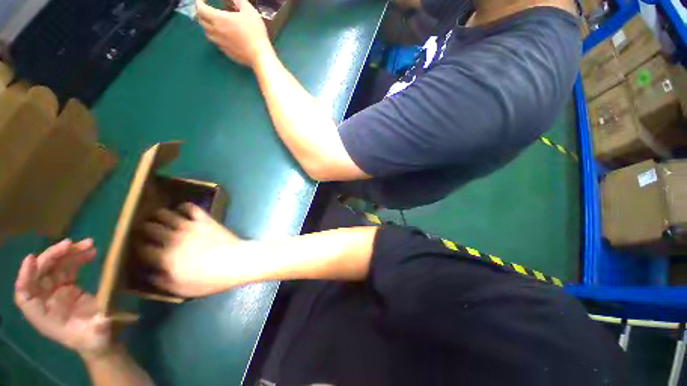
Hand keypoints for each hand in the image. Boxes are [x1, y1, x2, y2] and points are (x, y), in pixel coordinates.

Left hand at [14, 239, 120, 358]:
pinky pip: (67, 268)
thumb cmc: (95, 341)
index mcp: (44, 317)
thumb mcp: (98, 336)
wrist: (100, 339)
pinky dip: (77, 258)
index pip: (24, 295)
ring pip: (54, 268)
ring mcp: (55, 294)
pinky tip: (90, 252)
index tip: (32, 259)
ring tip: (89, 244)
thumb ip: (99, 328)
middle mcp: (45, 302)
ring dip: (68, 254)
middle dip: (52, 257)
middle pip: (39, 275)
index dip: (25, 277)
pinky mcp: (67, 288)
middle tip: (71, 244)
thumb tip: (104, 319)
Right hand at [139, 203, 242, 296]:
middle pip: (148, 228)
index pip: (141, 249)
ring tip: (158, 219)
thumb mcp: (183, 290)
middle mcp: (173, 239)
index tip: (140, 250)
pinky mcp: (205, 219)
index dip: (137, 249)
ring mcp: (189, 226)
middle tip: (146, 233)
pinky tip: (180, 211)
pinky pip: (190, 207)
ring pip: (164, 214)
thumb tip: (148, 273)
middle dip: (143, 230)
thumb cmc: (211, 279)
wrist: (237, 262)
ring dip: (158, 216)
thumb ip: (161, 282)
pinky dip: (182, 206)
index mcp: (165, 258)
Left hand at [196, 0, 273, 67]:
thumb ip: (238, 1)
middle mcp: (216, 31)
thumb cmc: (255, 31)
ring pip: (207, 34)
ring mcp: (221, 43)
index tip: (200, 0)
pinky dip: (216, 37)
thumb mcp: (249, 11)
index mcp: (219, 19)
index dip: (199, 3)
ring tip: (212, 24)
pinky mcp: (227, 52)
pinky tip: (223, 36)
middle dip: (201, 14)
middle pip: (201, 22)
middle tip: (206, 11)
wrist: (260, 55)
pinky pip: (217, 43)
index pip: (201, 9)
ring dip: (207, 27)